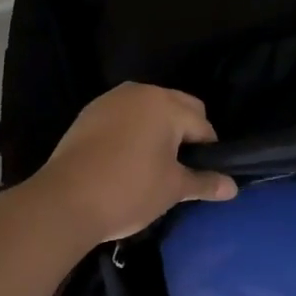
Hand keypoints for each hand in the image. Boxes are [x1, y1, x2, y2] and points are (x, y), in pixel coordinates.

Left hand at [31, 83, 238, 244]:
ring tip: (154, 163)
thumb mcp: (173, 189)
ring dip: (159, 129)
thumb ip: (205, 182)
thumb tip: (233, 187)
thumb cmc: (128, 190)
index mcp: (167, 104)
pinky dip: (133, 131)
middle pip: (179, 107)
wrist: (62, 202)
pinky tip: (126, 159)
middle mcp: (141, 92)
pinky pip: (124, 116)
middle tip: (181, 168)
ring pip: (150, 109)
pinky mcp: (89, 114)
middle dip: (186, 133)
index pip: (202, 126)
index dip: (209, 152)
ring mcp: (111, 100)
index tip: (201, 176)